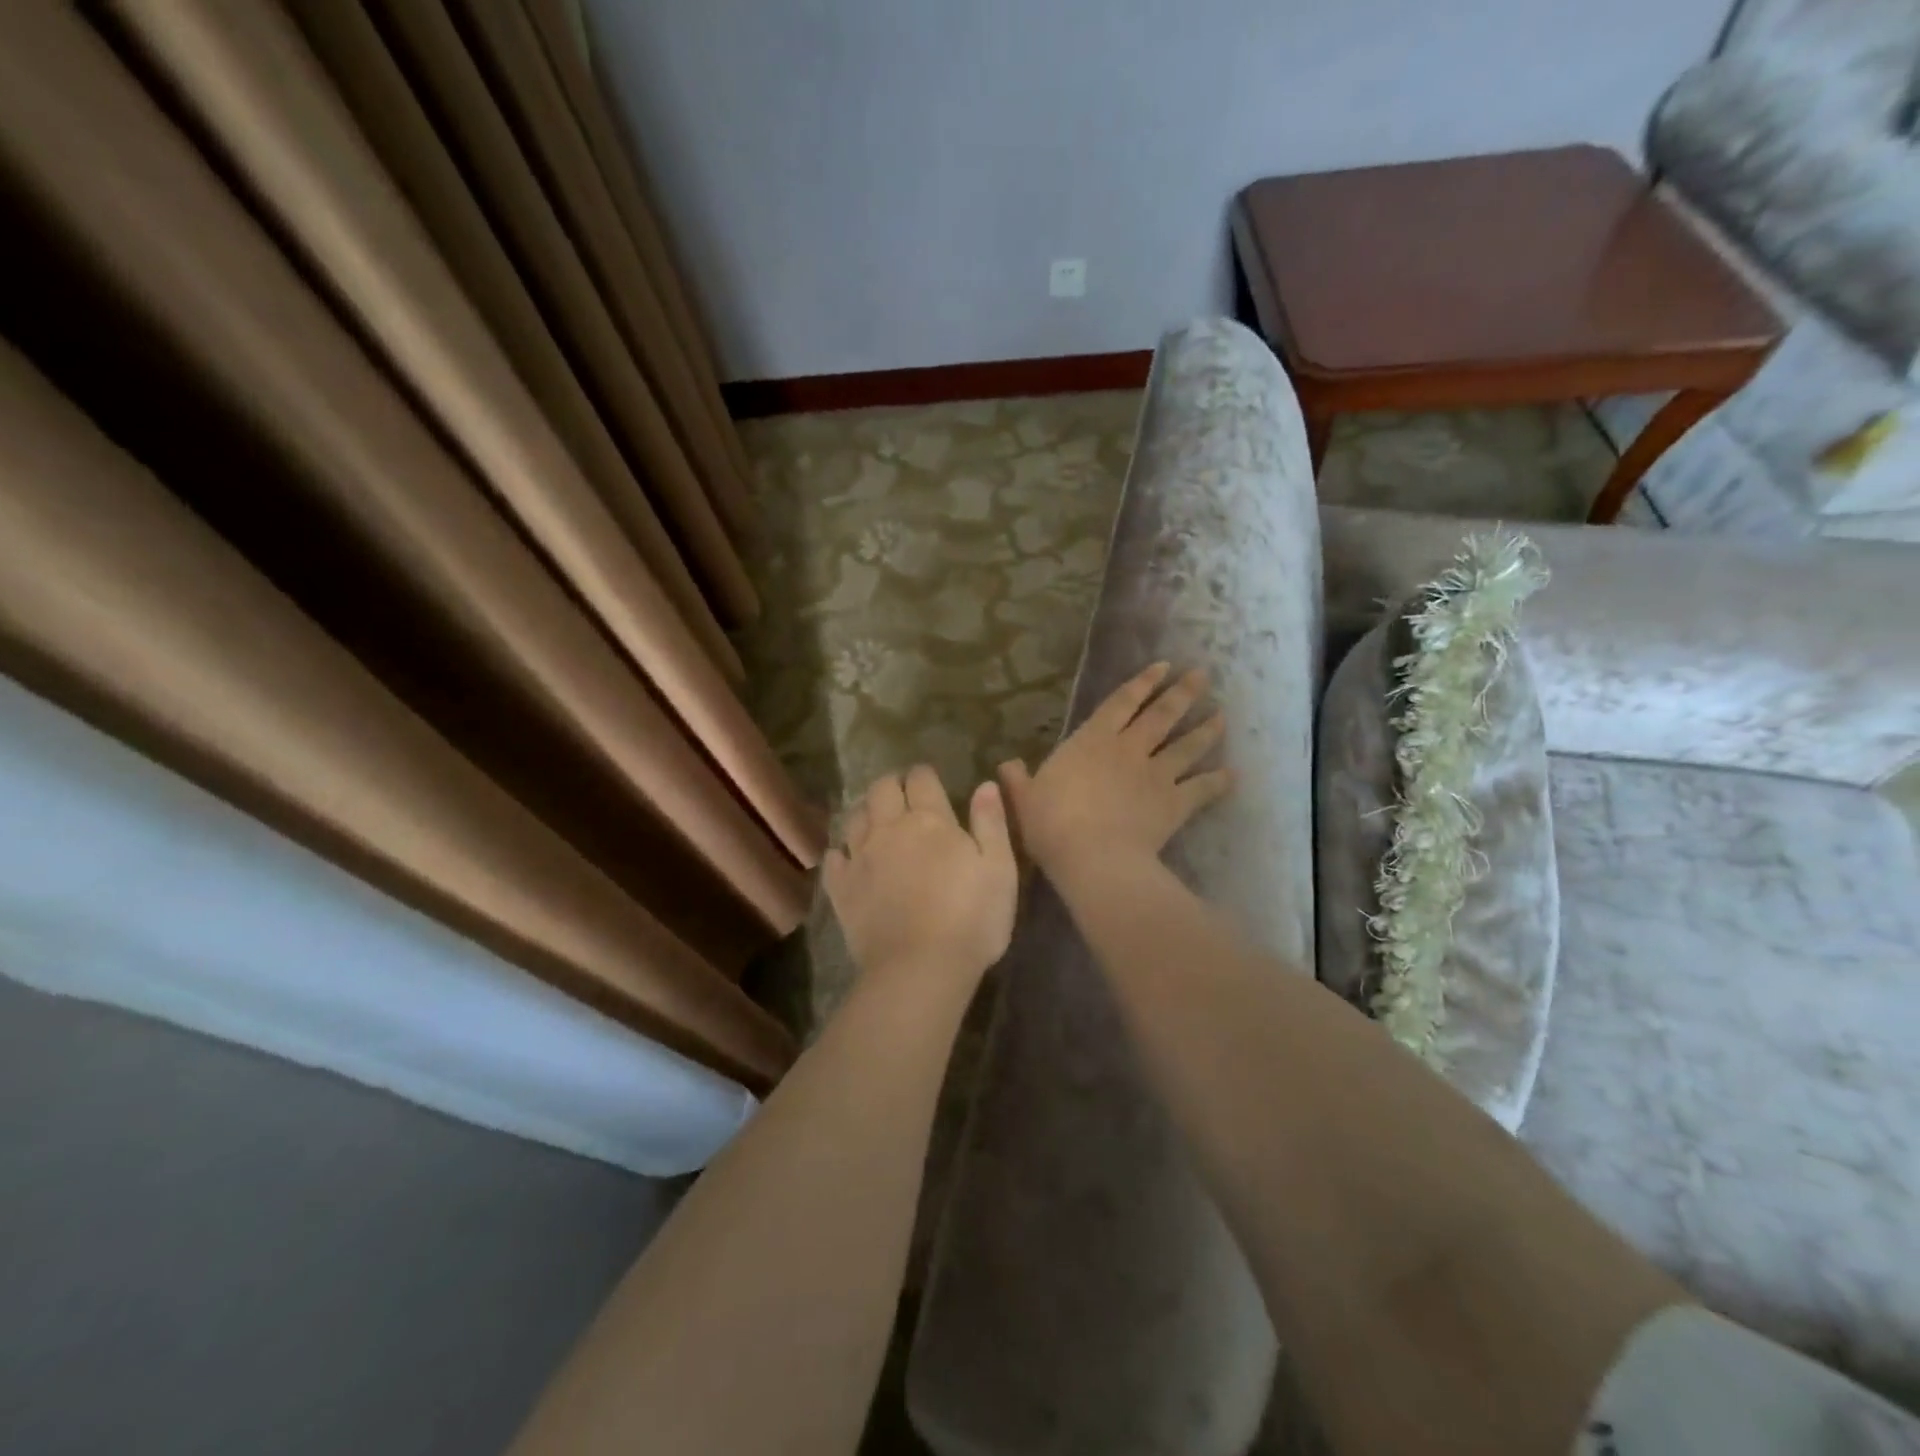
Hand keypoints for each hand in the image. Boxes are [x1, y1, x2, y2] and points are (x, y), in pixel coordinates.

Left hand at [823, 765, 1018, 986]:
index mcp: (930, 820)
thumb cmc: (971, 918)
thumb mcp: (1000, 869)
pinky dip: (841, 852)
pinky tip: (848, 858)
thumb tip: (985, 785)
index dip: (924, 774)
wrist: (920, 968)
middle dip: (891, 784)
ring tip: (875, 820)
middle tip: (901, 793)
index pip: (921, 779)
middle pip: (881, 789)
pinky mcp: (842, 888)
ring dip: (866, 811)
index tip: (929, 779)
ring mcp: (860, 857)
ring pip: (855, 817)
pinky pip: (833, 858)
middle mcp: (889, 829)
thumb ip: (991, 822)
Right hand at [999, 663, 1230, 881]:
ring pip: (1187, 746)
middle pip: (1162, 715)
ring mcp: (1156, 775)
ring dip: (1206, 730)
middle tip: (1203, 676)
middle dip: (1183, 694)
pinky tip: (1232, 775)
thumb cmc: (1052, 823)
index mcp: (1092, 740)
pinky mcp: (1175, 804)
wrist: (1093, 857)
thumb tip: (1006, 765)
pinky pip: (1202, 789)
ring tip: (1223, 716)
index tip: (1163, 667)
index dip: (1142, 683)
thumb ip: (1017, 780)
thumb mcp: (1024, 799)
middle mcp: (1129, 749)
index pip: (1121, 702)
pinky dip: (1218, 781)